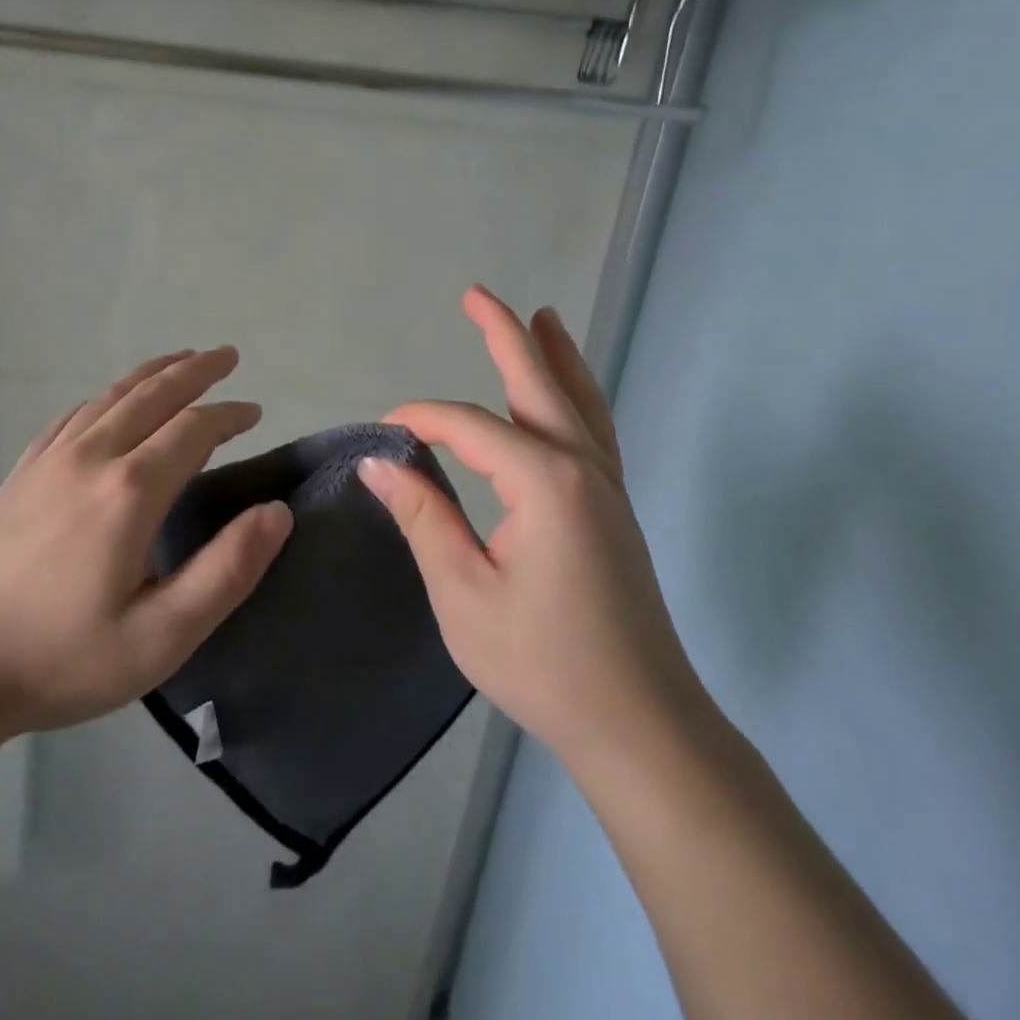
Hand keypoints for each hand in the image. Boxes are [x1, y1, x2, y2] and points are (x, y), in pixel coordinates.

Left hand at [0, 348, 291, 738]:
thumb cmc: (60, 658)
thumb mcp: (161, 636)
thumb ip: (227, 571)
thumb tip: (277, 512)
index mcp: (131, 490)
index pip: (194, 429)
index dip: (230, 414)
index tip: (255, 412)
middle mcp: (92, 457)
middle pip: (153, 395)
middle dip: (196, 370)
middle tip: (227, 355)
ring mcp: (49, 460)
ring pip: (112, 396)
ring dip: (153, 373)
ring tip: (181, 360)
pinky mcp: (21, 473)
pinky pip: (74, 415)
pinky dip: (107, 396)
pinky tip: (111, 402)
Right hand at [358, 287, 704, 764]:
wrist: (638, 724)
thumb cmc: (541, 661)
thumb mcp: (461, 591)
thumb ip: (423, 516)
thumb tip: (380, 462)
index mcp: (544, 481)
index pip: (469, 426)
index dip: (420, 420)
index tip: (381, 434)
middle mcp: (582, 467)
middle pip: (539, 384)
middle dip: (505, 335)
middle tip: (477, 295)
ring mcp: (606, 486)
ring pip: (578, 401)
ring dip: (555, 355)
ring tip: (542, 316)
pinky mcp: (614, 509)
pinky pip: (593, 429)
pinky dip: (577, 395)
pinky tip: (565, 396)